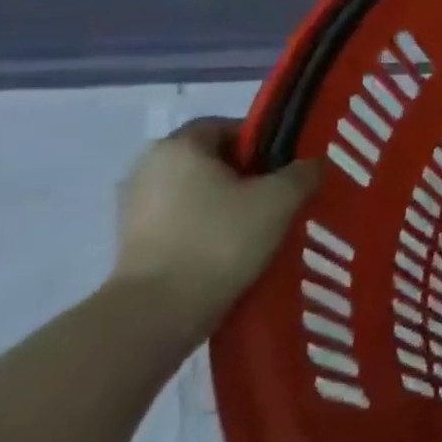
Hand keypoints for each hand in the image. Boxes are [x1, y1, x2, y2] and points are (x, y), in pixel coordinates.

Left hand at [109, 117, 319, 340]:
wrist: (156, 315)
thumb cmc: (219, 241)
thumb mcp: (280, 200)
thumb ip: (303, 173)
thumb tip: (312, 165)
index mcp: (179, 145)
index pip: (227, 126)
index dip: (261, 142)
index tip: (285, 168)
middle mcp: (148, 166)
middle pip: (210, 159)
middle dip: (244, 175)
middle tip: (277, 197)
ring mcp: (132, 206)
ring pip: (194, 192)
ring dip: (224, 203)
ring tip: (257, 227)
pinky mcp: (129, 243)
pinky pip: (178, 221)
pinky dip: (203, 229)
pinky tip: (229, 250)